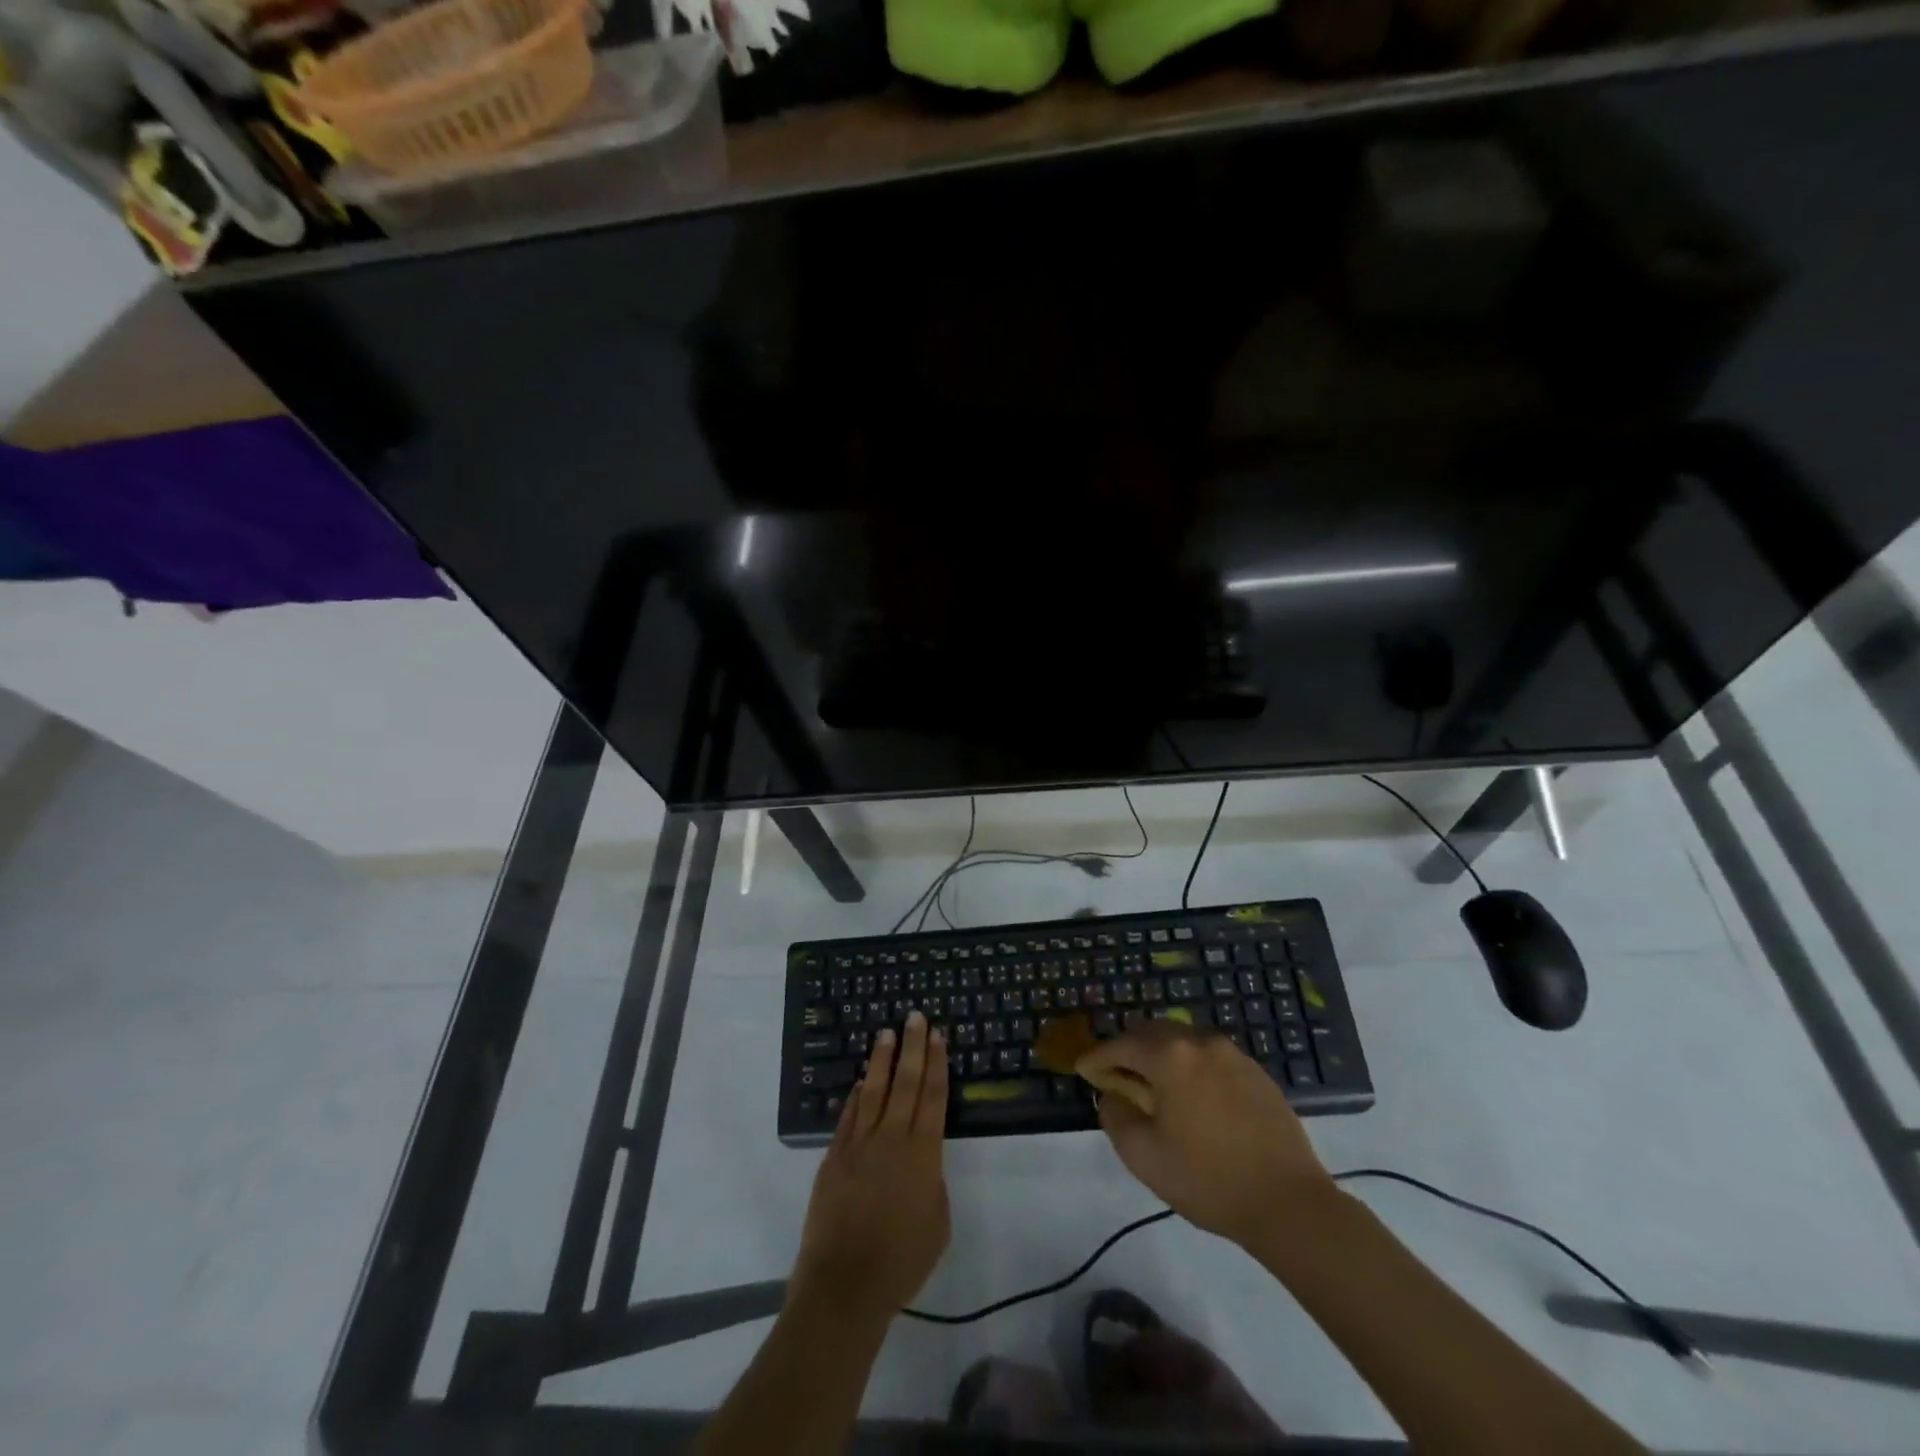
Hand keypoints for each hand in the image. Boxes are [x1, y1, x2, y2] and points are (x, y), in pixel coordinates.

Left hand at [793, 1012, 950, 1322]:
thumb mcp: (938, 1224)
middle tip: (915, 1017)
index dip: (936, 1064)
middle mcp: (892, 1139)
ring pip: (873, 1091)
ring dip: (881, 1060)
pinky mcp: (834, 1157)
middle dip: (912, 1047)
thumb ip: (933, 1182)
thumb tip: (922, 1160)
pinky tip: (861, 1081)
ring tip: (886, 1033)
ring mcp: (859, 1145)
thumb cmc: (902, 1261)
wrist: (846, 1284)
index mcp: (923, 1154)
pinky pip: (848, 1117)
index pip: (933, 1097)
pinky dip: (855, 1096)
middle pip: (906, 1083)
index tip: (937, 1036)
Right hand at [1078, 1022, 1334, 1248]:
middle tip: (1116, 1075)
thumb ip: (1116, 1117)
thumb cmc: (1208, 1179)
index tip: (1084, 1071)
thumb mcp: (1144, 1156)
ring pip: (1183, 1041)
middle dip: (1129, 1050)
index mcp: (1169, 1056)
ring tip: (1155, 1086)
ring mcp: (1232, 1054)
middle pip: (1152, 1032)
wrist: (1289, 1203)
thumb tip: (1113, 1096)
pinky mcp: (1256, 1072)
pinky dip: (1191, 1067)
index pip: (1120, 1045)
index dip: (1097, 1058)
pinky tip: (1193, 1097)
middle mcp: (1199, 1042)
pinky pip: (1210, 1057)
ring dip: (1162, 1056)